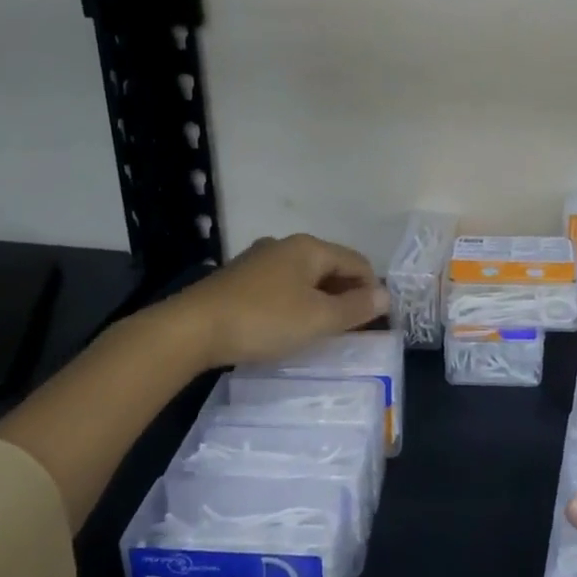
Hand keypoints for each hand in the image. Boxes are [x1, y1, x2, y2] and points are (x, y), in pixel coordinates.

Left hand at [138, 233, 388, 370]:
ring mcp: (259, 260)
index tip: (376, 322)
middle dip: (345, 294)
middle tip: (351, 329)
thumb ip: (355, 308)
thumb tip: (386, 295)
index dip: (372, 289)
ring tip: (321, 331)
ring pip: (304, 277)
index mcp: (310, 247)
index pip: (357, 262)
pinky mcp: (238, 279)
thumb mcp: (318, 319)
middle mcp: (286, 245)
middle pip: (330, 267)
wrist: (190, 330)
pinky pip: (281, 286)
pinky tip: (287, 326)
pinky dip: (294, 303)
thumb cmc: (264, 320)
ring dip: (319, 300)